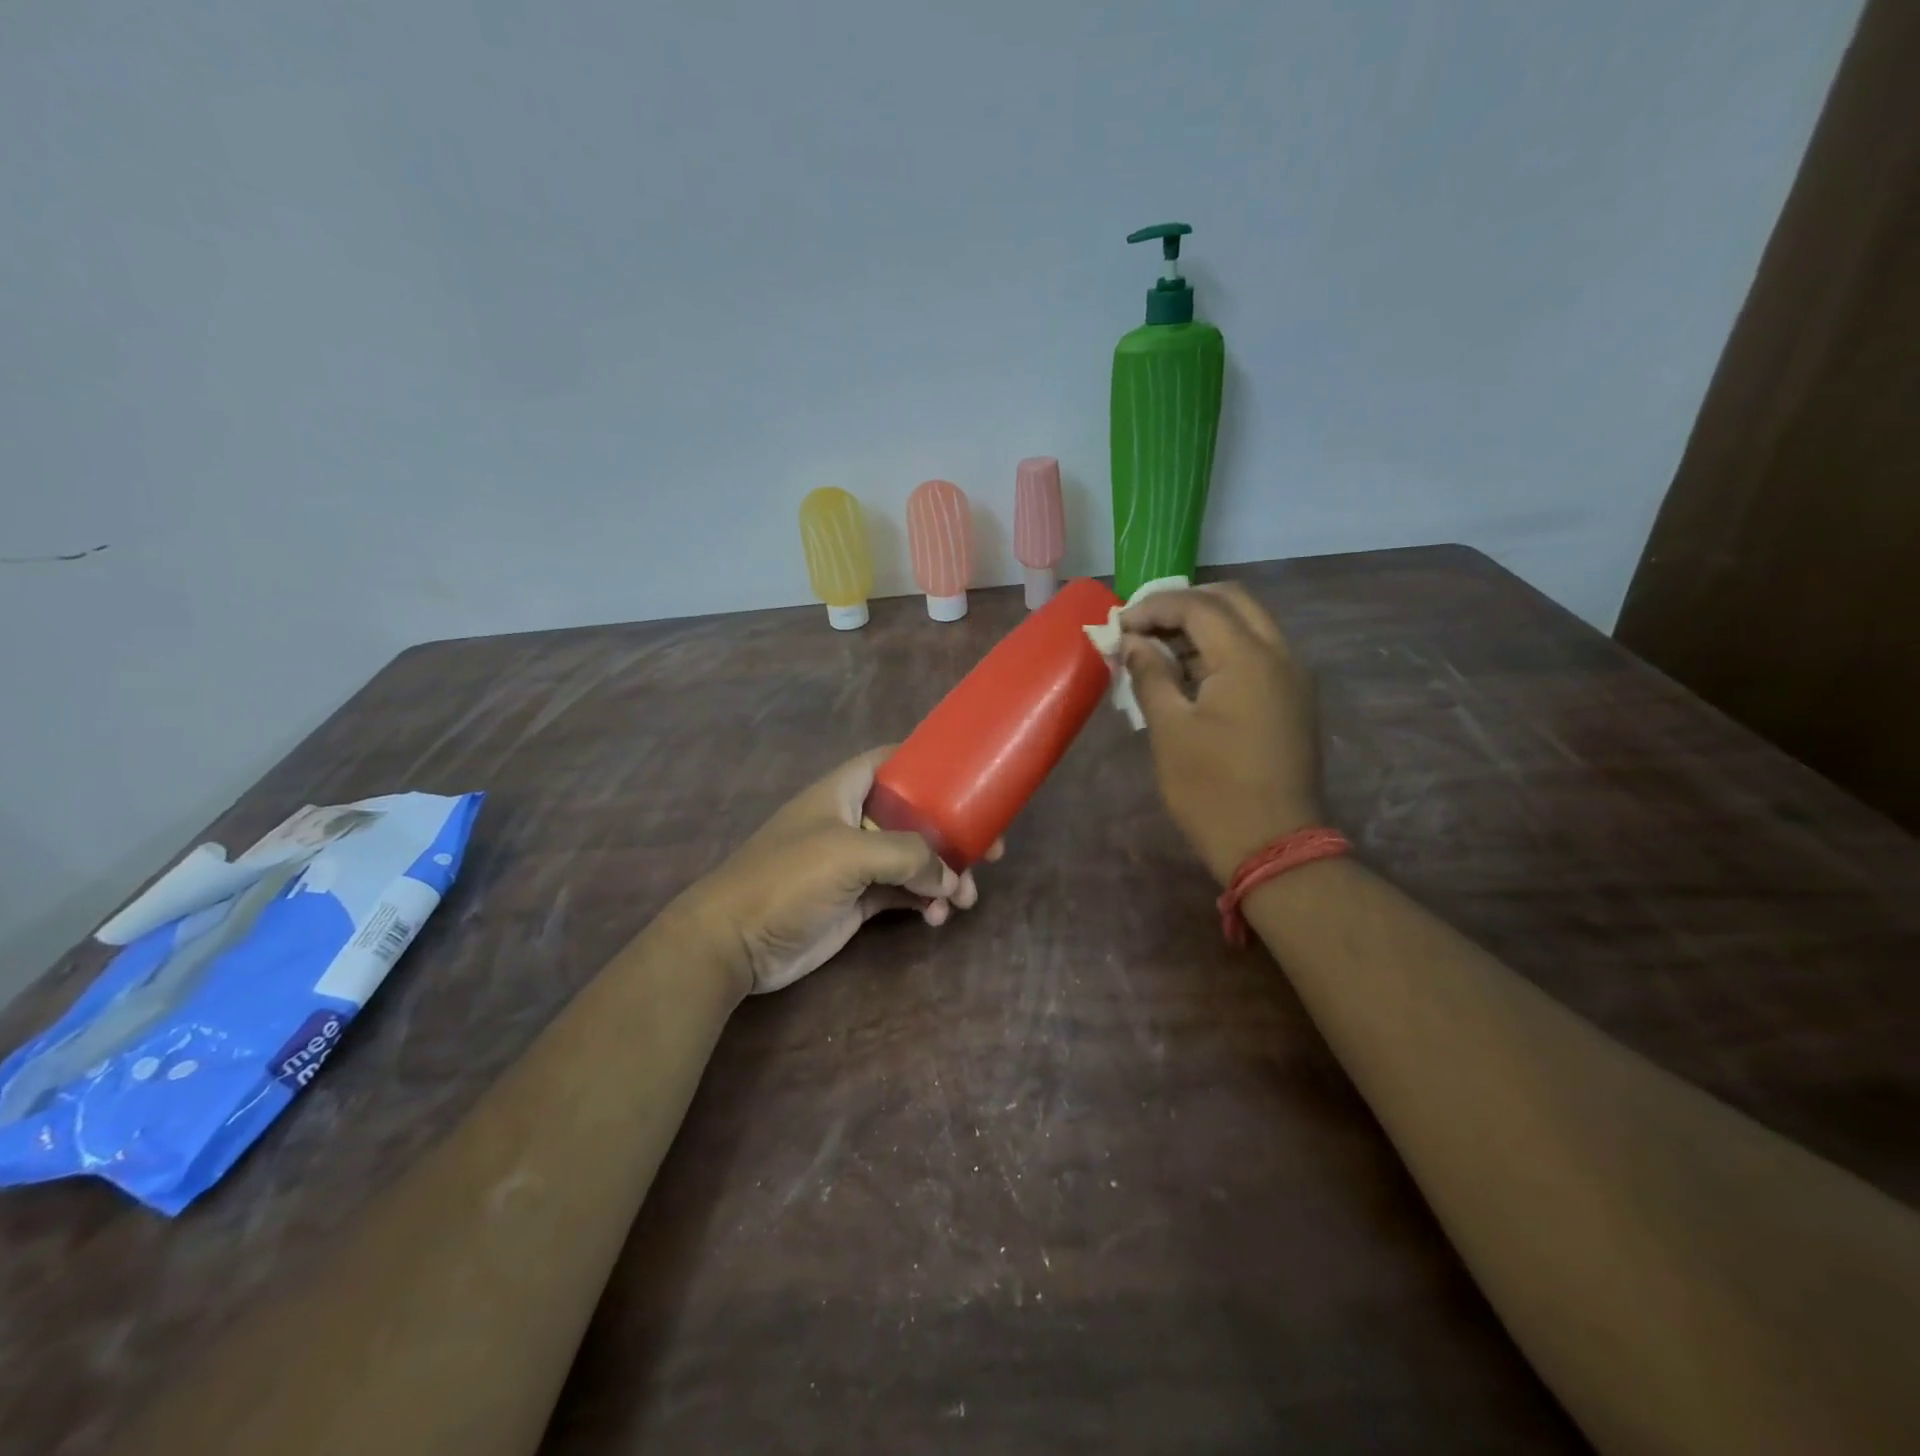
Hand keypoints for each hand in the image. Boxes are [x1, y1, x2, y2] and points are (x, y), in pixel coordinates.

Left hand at [678, 747, 1000, 995]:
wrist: (734, 943)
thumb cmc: (786, 879)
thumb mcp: (848, 853)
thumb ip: (906, 855)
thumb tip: (950, 875)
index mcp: (845, 792)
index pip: (891, 761)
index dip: (929, 764)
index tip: (970, 779)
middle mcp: (853, 821)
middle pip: (915, 815)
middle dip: (952, 832)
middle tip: (991, 851)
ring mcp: (856, 863)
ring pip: (915, 859)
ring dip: (944, 875)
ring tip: (964, 899)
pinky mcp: (858, 901)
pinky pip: (904, 893)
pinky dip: (925, 902)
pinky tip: (936, 919)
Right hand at [1121, 583, 1322, 883]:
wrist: (1272, 845)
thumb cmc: (1212, 789)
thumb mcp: (1169, 730)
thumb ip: (1150, 675)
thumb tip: (1133, 642)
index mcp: (1248, 657)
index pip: (1197, 605)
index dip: (1153, 607)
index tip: (1118, 626)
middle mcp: (1279, 654)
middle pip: (1231, 600)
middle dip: (1183, 605)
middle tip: (1143, 627)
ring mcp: (1292, 676)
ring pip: (1248, 624)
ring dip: (1203, 625)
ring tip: (1158, 649)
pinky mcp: (1292, 699)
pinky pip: (1258, 652)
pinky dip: (1222, 648)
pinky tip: (1189, 673)